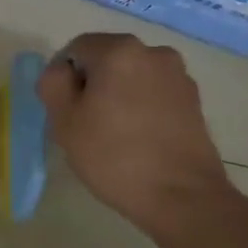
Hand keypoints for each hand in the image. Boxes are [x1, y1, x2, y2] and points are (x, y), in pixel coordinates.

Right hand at [38, 35, 247, 247]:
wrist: (183, 197)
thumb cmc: (115, 156)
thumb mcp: (64, 121)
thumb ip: (53, 83)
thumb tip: (62, 70)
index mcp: (119, 50)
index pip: (76, 49)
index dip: (63, 77)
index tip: (64, 110)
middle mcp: (153, 52)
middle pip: (107, 59)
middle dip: (92, 83)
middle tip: (85, 122)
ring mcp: (178, 76)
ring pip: (132, 76)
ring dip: (118, 93)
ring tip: (115, 132)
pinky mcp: (194, 100)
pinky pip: (155, 92)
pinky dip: (142, 105)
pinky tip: (140, 138)